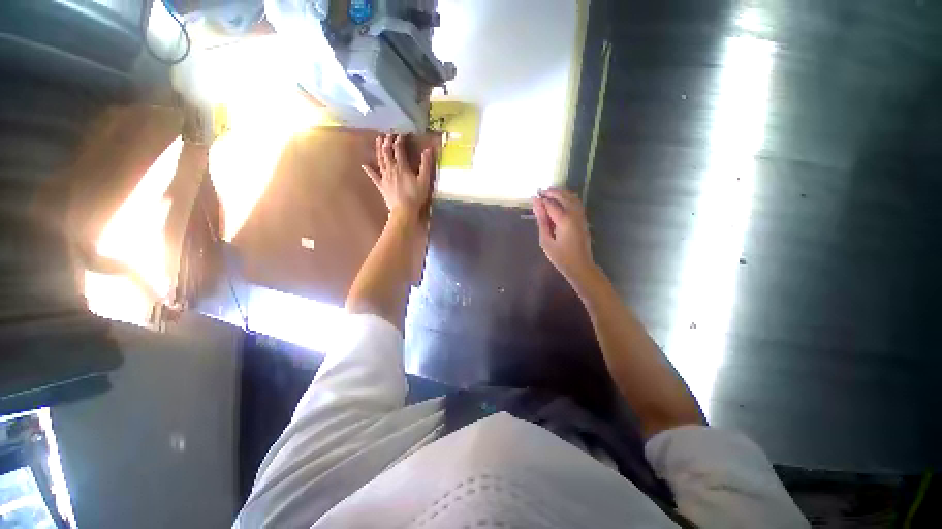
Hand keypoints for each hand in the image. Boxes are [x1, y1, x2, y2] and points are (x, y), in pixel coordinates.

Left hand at [362, 134, 432, 218]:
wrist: (404, 210)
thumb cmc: (415, 196)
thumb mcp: (424, 180)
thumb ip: (426, 164)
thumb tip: (428, 149)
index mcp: (402, 167)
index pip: (399, 149)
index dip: (400, 140)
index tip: (402, 135)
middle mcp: (391, 169)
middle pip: (387, 152)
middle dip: (387, 142)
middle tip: (388, 135)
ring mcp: (384, 177)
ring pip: (380, 160)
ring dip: (378, 149)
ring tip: (378, 140)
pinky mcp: (381, 185)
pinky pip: (374, 176)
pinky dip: (369, 170)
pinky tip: (364, 165)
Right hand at [533, 188, 598, 286]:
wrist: (580, 266)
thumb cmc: (560, 257)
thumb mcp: (546, 241)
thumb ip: (542, 220)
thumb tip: (536, 204)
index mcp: (564, 220)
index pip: (551, 204)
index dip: (542, 199)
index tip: (533, 196)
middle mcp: (574, 214)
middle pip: (563, 196)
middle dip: (551, 192)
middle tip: (540, 191)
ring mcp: (581, 216)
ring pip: (572, 197)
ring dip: (560, 193)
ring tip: (549, 193)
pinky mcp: (583, 219)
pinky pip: (576, 202)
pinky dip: (568, 197)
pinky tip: (561, 199)